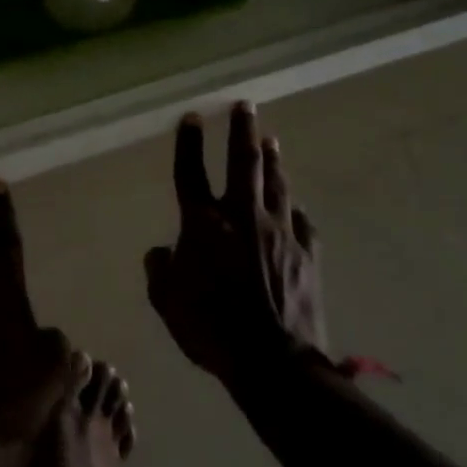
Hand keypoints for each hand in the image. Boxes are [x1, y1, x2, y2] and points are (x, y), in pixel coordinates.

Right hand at [144, 103, 330, 383]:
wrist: (273, 362)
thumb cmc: (211, 329)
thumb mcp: (167, 303)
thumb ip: (159, 271)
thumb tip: (161, 252)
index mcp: (203, 224)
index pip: (191, 172)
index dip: (189, 142)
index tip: (192, 116)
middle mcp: (242, 216)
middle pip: (243, 162)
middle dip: (242, 129)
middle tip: (245, 104)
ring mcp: (279, 232)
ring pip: (276, 183)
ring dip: (272, 159)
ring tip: (270, 138)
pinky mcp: (307, 253)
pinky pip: (302, 222)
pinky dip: (295, 209)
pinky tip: (295, 204)